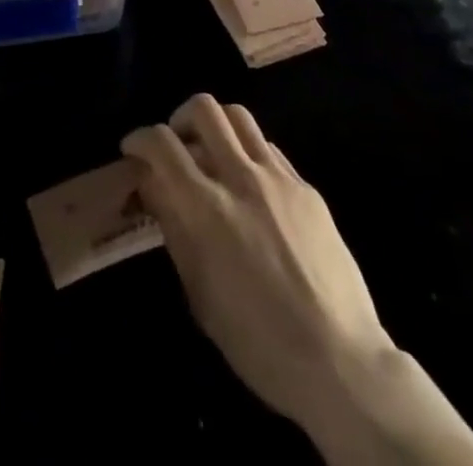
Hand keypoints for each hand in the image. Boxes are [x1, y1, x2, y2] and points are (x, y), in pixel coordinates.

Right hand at [123, 96, 472, 465]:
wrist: (340, 362)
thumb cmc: (258, 342)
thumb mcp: (200, 294)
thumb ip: (173, 228)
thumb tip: (150, 184)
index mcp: (207, 209)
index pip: (162, 144)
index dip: (139, 138)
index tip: (132, 149)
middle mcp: (241, 179)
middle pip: (204, 110)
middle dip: (178, 117)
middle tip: (175, 145)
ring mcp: (279, 178)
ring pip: (239, 116)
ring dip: (216, 125)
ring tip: (210, 152)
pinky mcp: (307, 187)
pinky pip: (268, 148)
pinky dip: (247, 152)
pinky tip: (249, 184)